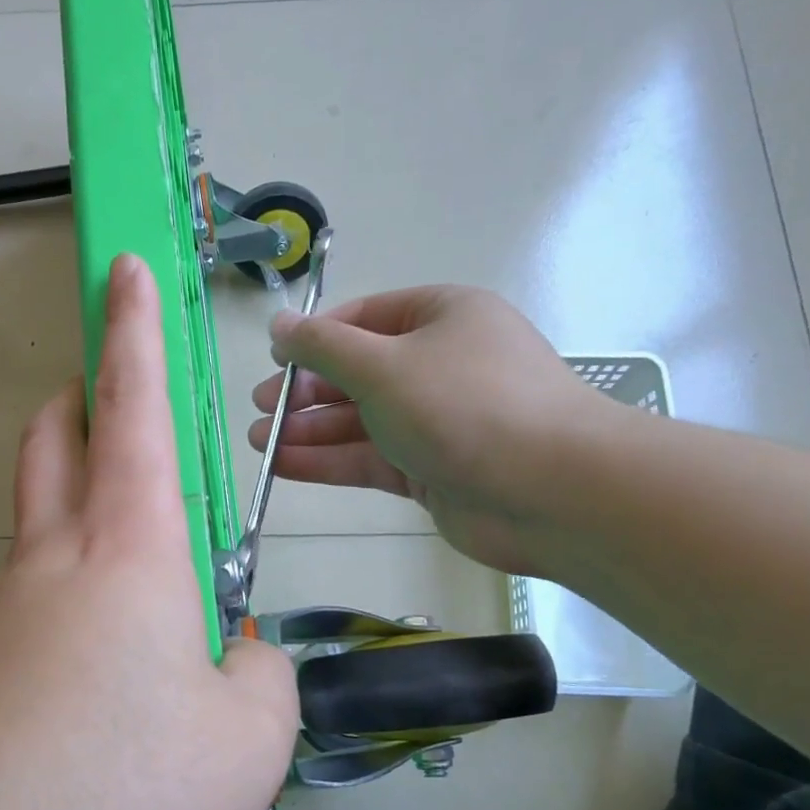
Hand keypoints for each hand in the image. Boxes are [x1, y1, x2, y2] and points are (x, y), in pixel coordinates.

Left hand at [0, 254, 297, 809]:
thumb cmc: (116, 805)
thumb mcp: (247, 745)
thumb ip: (261, 677)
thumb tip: (234, 654)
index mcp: (127, 554)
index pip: (131, 408)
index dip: (133, 330)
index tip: (122, 270)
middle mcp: (49, 565)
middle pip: (54, 444)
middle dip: (83, 401)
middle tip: (115, 406)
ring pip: (40, 531)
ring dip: (84, 524)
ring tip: (148, 610)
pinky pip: (27, 615)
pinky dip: (69, 616)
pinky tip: (95, 701)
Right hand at [249, 285, 618, 576]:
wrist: (551, 492)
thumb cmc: (464, 405)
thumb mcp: (383, 364)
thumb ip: (323, 346)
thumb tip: (278, 323)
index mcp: (442, 317)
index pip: (366, 317)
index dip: (316, 337)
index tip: (275, 360)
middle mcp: (440, 364)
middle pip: (359, 372)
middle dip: (306, 391)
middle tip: (260, 408)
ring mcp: (437, 421)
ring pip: (361, 420)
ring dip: (309, 430)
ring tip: (259, 441)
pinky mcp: (432, 470)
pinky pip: (370, 458)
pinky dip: (329, 461)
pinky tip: (283, 465)